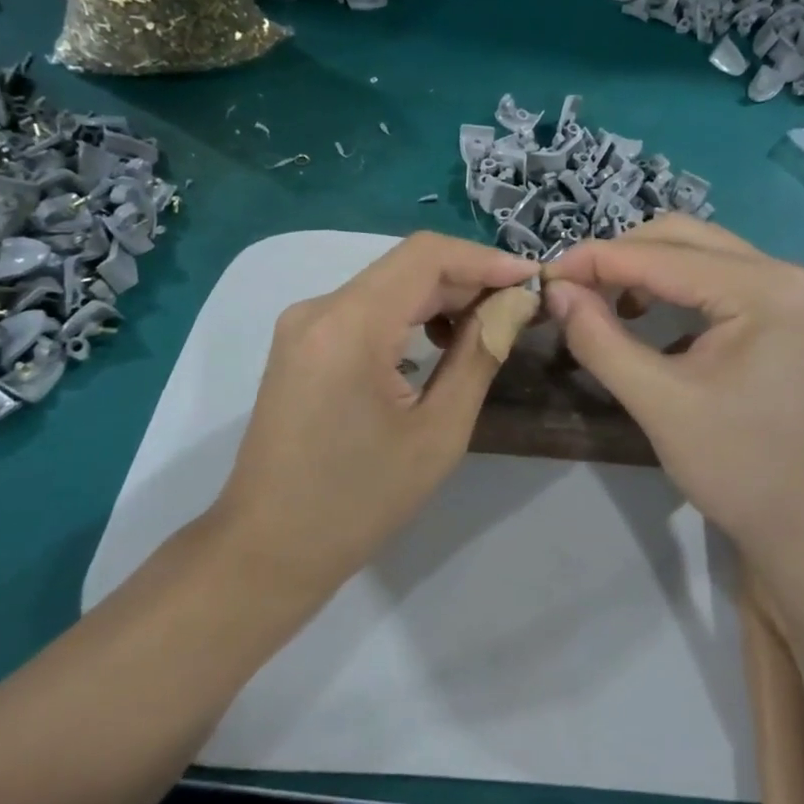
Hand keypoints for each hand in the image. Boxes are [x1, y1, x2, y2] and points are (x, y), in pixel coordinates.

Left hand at [214, 232, 537, 592]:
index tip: (533, 280)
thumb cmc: (359, 501)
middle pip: (406, 267)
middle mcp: (319, 308)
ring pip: (387, 285)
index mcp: (349, 325)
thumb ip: (479, 355)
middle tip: (520, 308)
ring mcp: (303, 324)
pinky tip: (438, 342)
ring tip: (487, 327)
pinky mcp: (301, 344)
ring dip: (440, 297)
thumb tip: (514, 304)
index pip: (426, 255)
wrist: (269, 548)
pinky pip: (365, 309)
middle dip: (468, 280)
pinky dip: (408, 315)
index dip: (485, 259)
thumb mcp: (438, 432)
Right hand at [541, 216, 803, 559]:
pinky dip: (669, 289)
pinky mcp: (779, 316)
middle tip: (570, 289)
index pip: (663, 255)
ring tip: (599, 302)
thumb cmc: (741, 468)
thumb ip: (601, 340)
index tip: (543, 276)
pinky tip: (643, 318)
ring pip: (697, 255)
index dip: (595, 259)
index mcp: (764, 288)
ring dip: (642, 270)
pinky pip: (713, 281)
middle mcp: (782, 274)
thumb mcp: (660, 404)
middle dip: (619, 257)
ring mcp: (786, 294)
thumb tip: (555, 292)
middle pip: (683, 238)